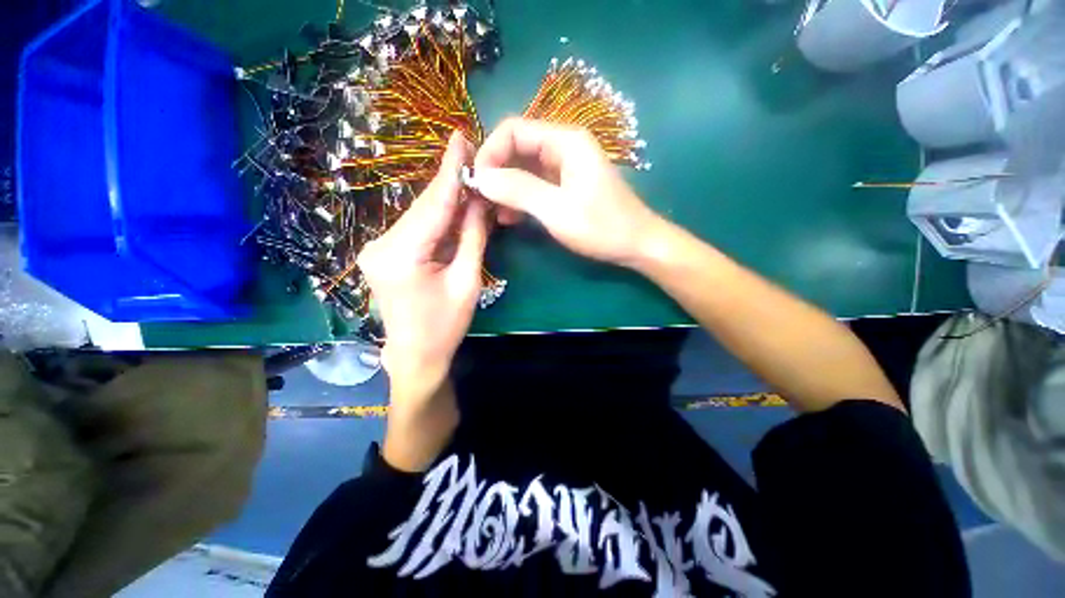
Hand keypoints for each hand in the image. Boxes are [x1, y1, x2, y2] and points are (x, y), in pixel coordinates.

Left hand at [357, 132, 487, 396]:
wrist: (416, 355)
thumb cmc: (446, 325)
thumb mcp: (467, 281)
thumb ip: (472, 237)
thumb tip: (480, 200)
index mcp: (402, 255)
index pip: (433, 205)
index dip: (450, 171)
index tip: (461, 138)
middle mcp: (381, 245)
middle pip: (424, 207)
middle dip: (450, 184)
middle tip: (471, 157)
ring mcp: (376, 248)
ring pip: (419, 216)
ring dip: (445, 202)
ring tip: (469, 183)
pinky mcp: (382, 253)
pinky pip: (414, 229)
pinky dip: (435, 219)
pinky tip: (453, 209)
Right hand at [472, 117, 664, 267]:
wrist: (636, 245)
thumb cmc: (602, 227)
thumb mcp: (557, 210)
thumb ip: (519, 190)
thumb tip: (480, 177)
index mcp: (565, 141)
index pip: (513, 130)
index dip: (490, 152)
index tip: (477, 182)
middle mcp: (563, 147)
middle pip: (517, 149)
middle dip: (496, 172)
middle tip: (480, 200)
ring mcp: (564, 168)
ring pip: (523, 169)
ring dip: (505, 188)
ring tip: (492, 213)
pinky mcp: (565, 187)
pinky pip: (534, 186)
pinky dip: (519, 199)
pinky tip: (509, 218)